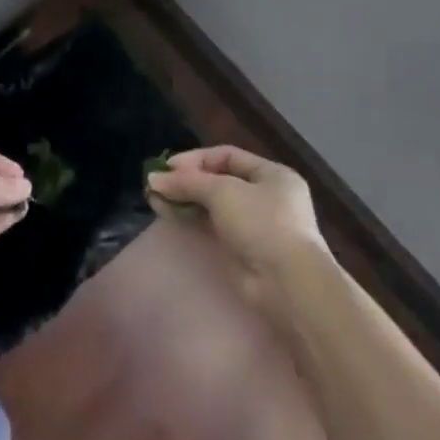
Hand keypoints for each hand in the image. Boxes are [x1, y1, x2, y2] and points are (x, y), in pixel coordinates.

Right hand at [147, 145, 330, 301]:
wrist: (287, 284)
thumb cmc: (261, 222)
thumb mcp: (222, 191)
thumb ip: (187, 182)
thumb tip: (153, 179)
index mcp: (273, 175)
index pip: (227, 156)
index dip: (196, 159)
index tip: (168, 166)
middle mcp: (267, 197)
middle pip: (219, 181)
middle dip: (187, 181)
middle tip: (158, 183)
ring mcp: (256, 226)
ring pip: (214, 206)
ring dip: (185, 200)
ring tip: (154, 198)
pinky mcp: (244, 251)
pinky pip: (213, 227)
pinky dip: (192, 220)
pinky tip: (168, 214)